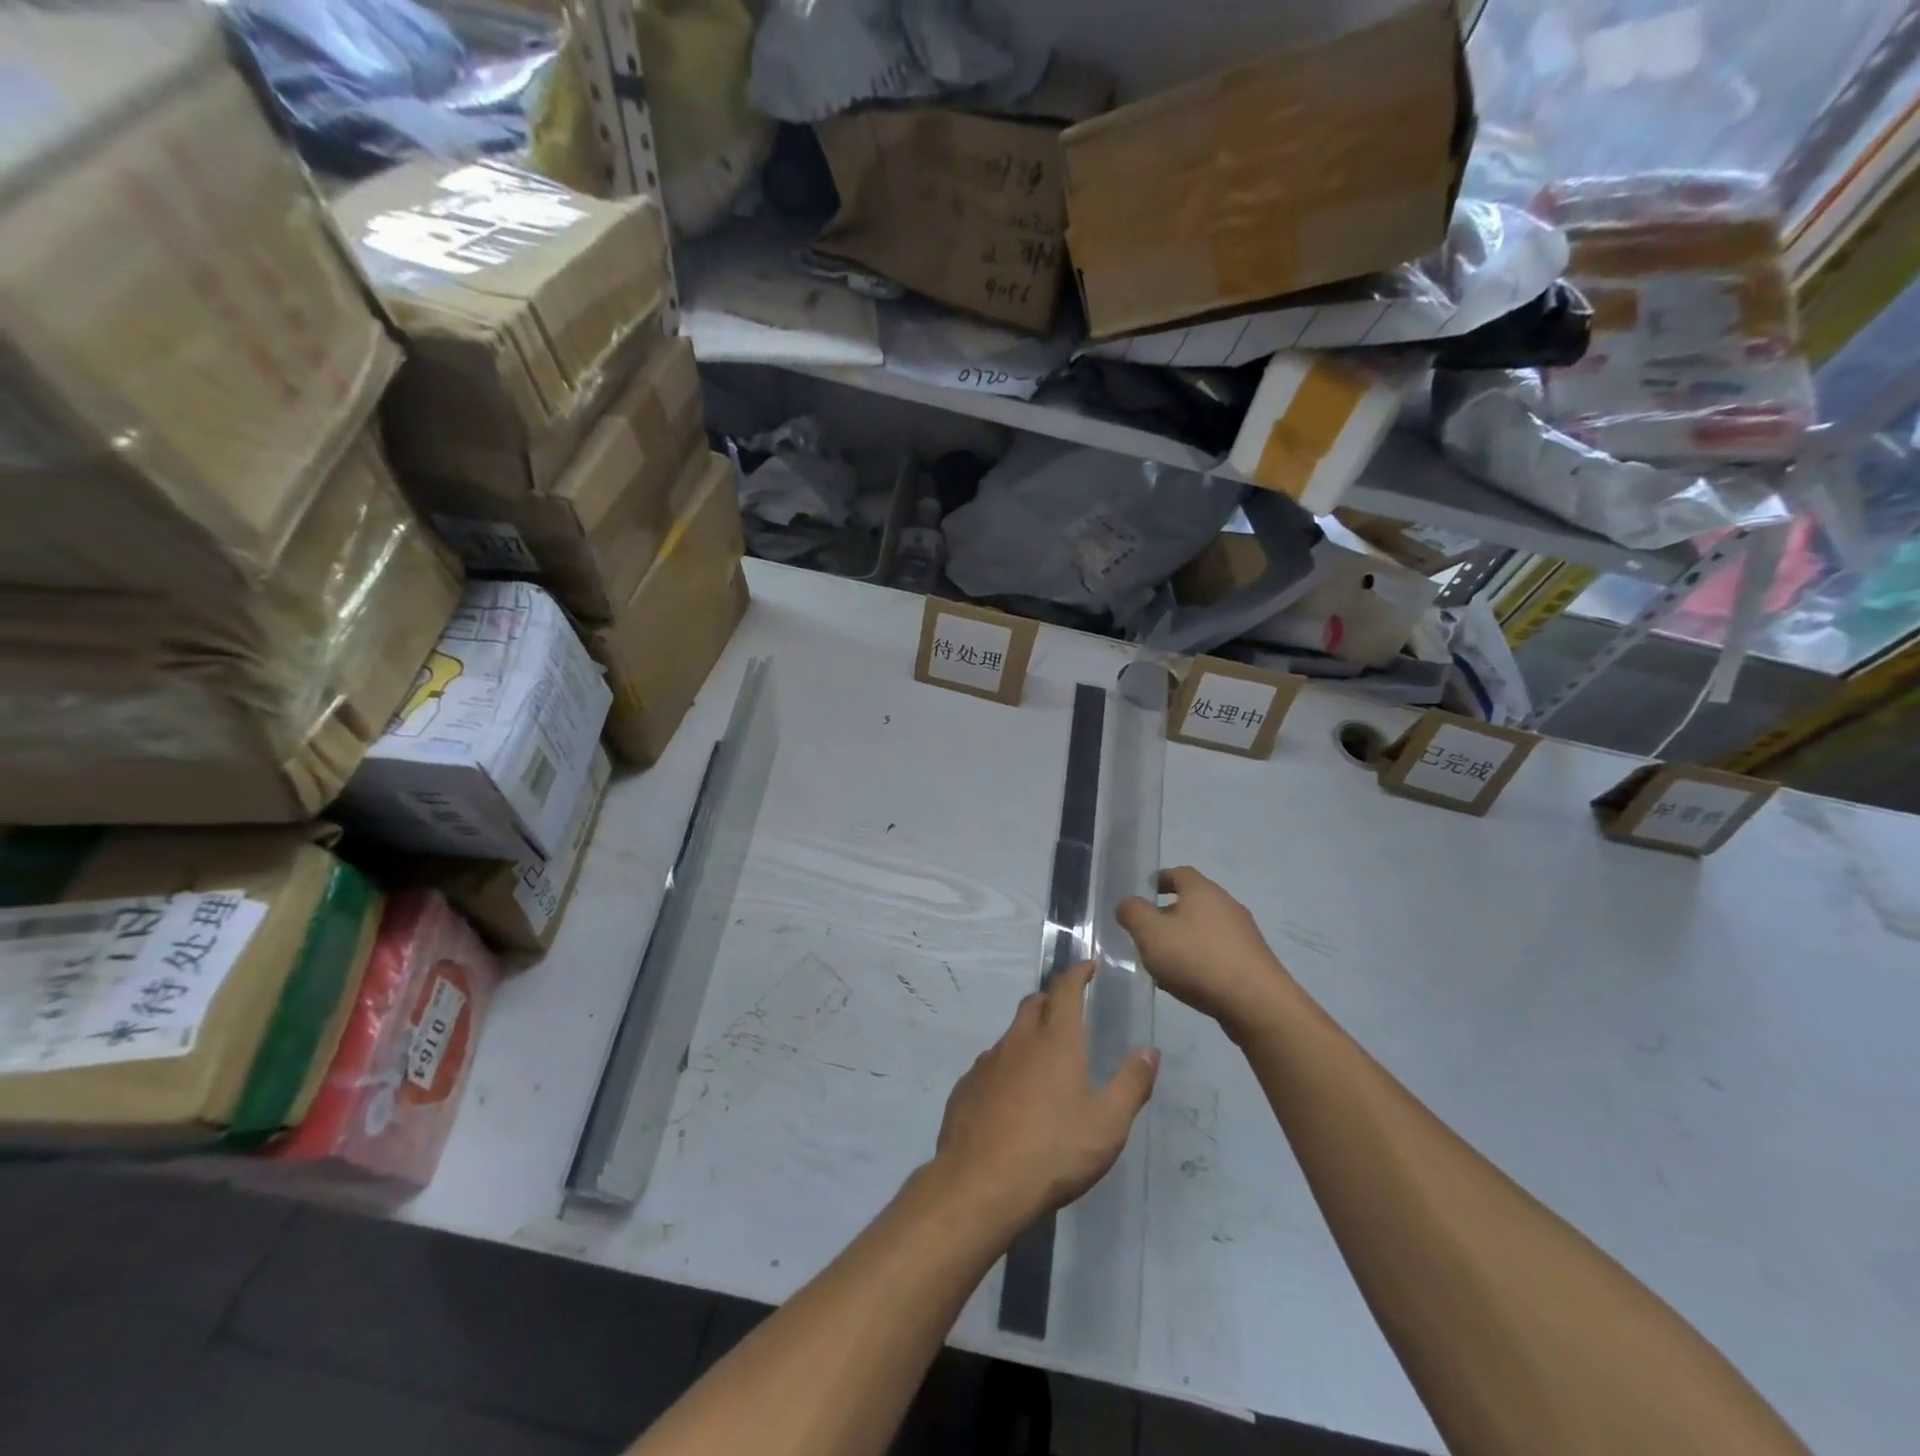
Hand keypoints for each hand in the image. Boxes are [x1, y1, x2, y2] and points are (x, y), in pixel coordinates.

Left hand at [932, 961, 1157, 1229]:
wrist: (981, 1183)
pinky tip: (1013, 1095)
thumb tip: (1150, 1050)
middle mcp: (1019, 1040)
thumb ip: (1131, 1084)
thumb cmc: (1054, 1151)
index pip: (1066, 988)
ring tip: (1044, 1060)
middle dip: (1052, 999)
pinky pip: (991, 1063)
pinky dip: (1007, 1066)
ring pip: (1011, 1034)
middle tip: (1069, 1011)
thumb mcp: (1108, 1125)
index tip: (1088, 966)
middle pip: (1034, 1003)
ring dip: (1029, 1034)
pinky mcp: (967, 1085)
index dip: (1077, 972)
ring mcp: (988, 1061)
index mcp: (1057, 1041)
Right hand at [1117, 867, 1289, 1035]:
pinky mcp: (1253, 961)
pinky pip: (1219, 953)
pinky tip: (1190, 982)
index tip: (1143, 894)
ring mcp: (1244, 934)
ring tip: (1165, 964)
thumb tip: (1128, 904)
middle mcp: (1227, 905)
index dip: (1159, 880)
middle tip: (1148, 934)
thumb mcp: (1150, 932)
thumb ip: (1132, 912)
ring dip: (1185, 940)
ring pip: (1205, 929)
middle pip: (1193, 902)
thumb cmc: (1197, 958)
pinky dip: (1201, 960)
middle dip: (1169, 915)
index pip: (1178, 873)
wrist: (1256, 1003)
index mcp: (1202, 890)